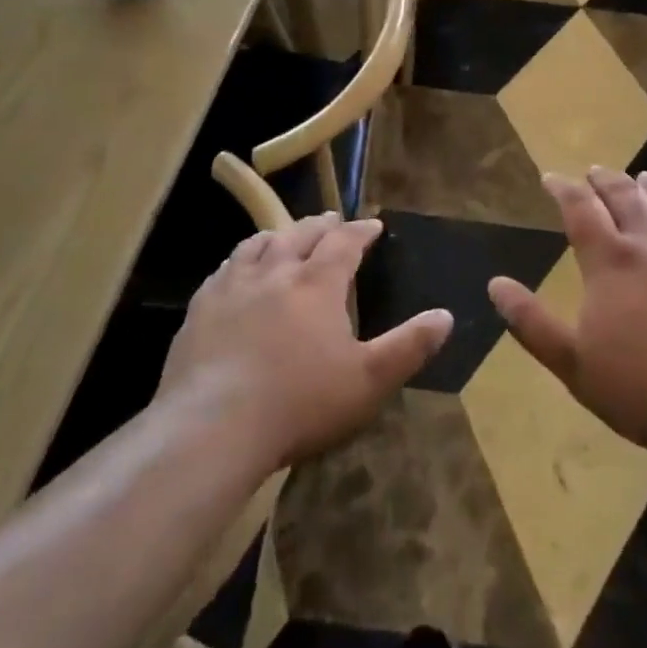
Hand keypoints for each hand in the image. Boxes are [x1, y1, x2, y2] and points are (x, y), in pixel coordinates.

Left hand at [158, 214, 452, 470]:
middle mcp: (276, 272)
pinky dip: (240, 260)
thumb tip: (445, 316)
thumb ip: (409, 346)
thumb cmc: (300, 403)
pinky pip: (224, 270)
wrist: (212, 427)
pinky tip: (237, 272)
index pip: (344, 242)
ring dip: (280, 235)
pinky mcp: (201, 309)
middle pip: (301, 234)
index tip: (373, 225)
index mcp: (317, 284)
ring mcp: (233, 287)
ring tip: (286, 237)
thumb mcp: (368, 381)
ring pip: (259, 245)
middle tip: (333, 221)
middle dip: (321, 224)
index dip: (361, 230)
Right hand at [488, 168, 646, 466]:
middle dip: (604, 180)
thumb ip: (531, 322)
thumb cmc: (643, 390)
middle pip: (625, 196)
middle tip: (593, 172)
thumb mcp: (573, 364)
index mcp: (611, 262)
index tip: (550, 178)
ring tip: (641, 178)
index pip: (581, 209)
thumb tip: (495, 284)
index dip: (563, 188)